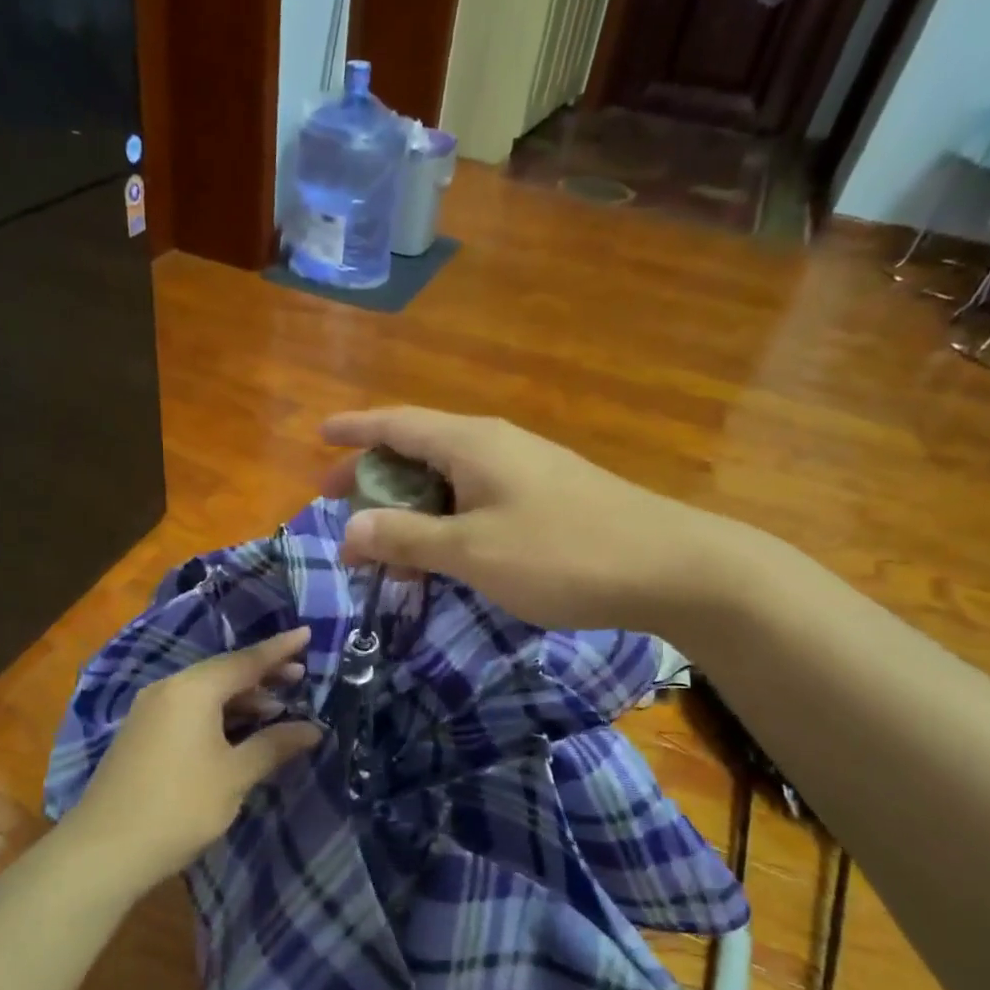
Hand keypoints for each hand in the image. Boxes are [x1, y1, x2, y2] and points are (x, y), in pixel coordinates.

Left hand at [63, 628, 320, 895]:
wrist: (104, 851)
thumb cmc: (180, 806)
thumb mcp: (235, 776)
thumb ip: (274, 745)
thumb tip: (312, 729)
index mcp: (194, 689)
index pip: (246, 660)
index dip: (280, 648)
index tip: (307, 633)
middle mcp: (169, 688)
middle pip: (224, 672)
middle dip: (262, 675)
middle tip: (300, 675)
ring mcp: (150, 710)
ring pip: (205, 692)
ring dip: (241, 698)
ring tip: (276, 709)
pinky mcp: (141, 733)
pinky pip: (189, 709)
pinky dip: (218, 713)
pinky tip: (237, 731)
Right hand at [322, 407, 747, 631]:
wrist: (670, 566)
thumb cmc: (561, 553)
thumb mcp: (472, 551)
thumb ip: (407, 539)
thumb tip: (349, 530)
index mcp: (470, 443)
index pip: (396, 423)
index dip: (354, 429)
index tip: (319, 434)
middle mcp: (494, 445)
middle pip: (417, 449)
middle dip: (373, 477)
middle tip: (338, 504)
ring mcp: (524, 469)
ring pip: (446, 480)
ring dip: (410, 509)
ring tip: (384, 550)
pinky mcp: (545, 496)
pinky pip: (475, 499)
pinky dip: (445, 522)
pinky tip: (442, 556)